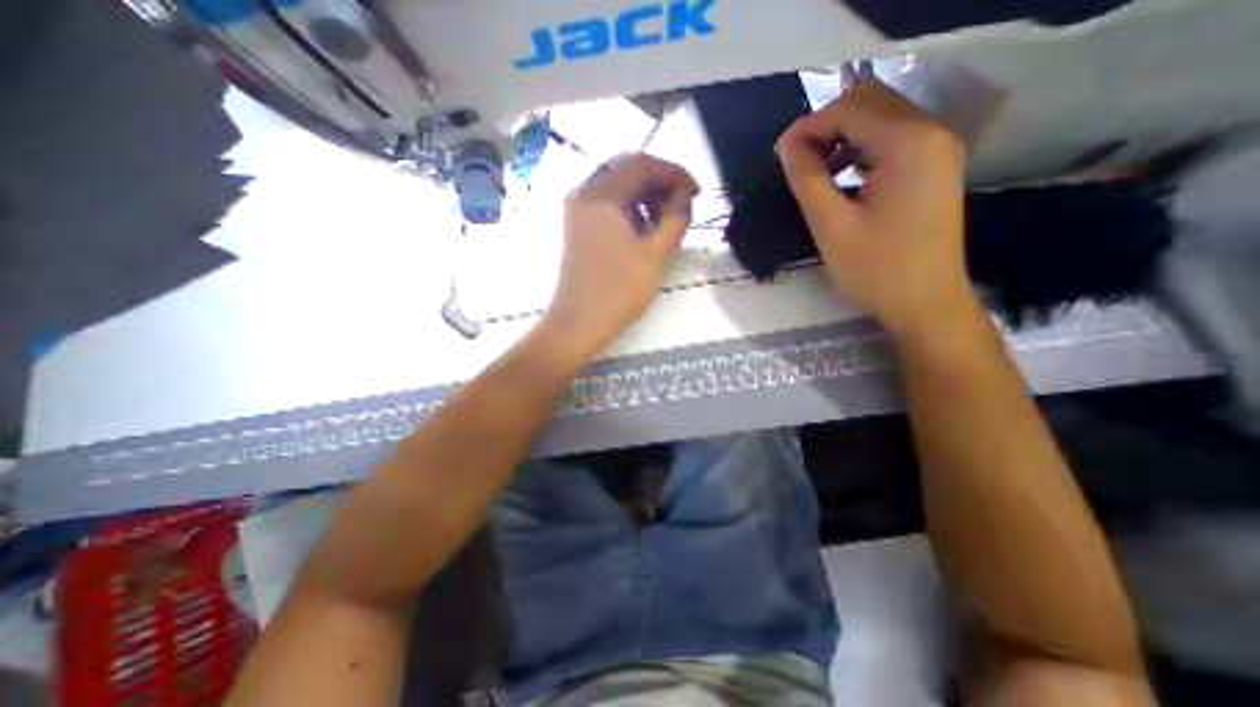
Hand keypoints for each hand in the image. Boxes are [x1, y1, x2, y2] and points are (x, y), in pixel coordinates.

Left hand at [545, 155, 699, 351]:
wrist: (579, 323)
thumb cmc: (619, 291)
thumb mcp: (657, 253)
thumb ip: (676, 216)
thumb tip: (685, 194)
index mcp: (601, 194)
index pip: (642, 164)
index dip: (675, 173)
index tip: (696, 193)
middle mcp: (584, 193)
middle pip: (627, 170)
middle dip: (660, 182)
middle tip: (683, 204)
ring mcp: (577, 210)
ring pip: (616, 186)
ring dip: (645, 195)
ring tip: (665, 219)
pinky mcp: (577, 226)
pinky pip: (607, 204)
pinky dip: (629, 208)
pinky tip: (643, 229)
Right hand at [778, 75, 983, 337]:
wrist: (925, 303)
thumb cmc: (875, 269)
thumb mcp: (831, 225)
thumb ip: (807, 178)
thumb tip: (787, 146)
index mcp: (909, 143)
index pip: (850, 109)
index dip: (808, 126)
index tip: (779, 155)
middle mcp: (932, 132)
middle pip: (870, 102)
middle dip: (826, 125)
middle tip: (795, 160)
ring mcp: (938, 149)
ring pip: (882, 119)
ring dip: (842, 136)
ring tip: (814, 169)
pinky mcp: (935, 168)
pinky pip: (893, 141)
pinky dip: (861, 149)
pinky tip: (842, 177)